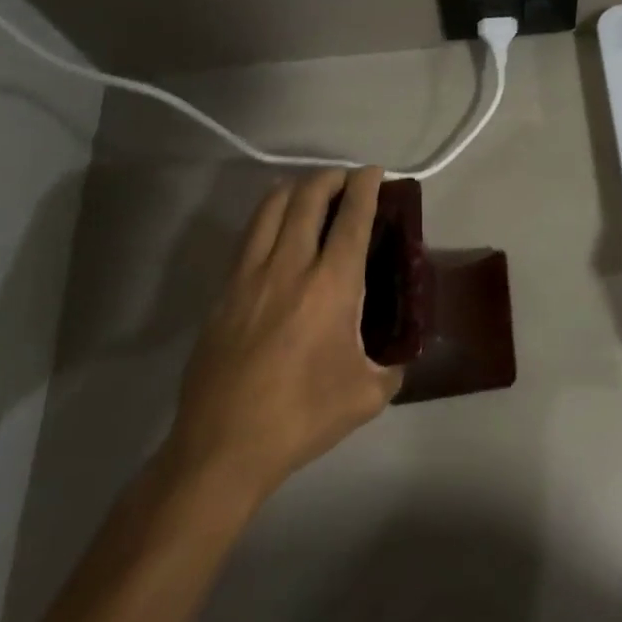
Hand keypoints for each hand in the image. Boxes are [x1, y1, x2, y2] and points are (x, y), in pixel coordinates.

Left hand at [162, 167, 401, 511]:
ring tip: (310, 193)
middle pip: (308, 198)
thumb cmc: (301, 418)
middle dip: (330, 177)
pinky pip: (249, 237)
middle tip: (345, 180)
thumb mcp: (366, 396)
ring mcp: (250, 276)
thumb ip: (391, 367)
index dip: (365, 186)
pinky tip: (277, 230)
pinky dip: (268, 217)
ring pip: (271, 208)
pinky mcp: (224, 292)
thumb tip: (400, 354)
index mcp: (332, 285)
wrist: (222, 448)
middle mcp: (290, 267)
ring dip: (296, 189)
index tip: (373, 172)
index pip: (353, 217)